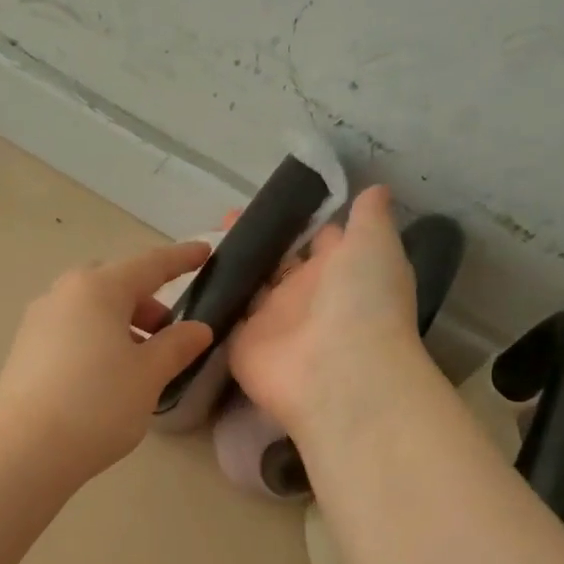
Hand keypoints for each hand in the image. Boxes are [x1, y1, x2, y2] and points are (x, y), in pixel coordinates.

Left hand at [0, 241, 214, 478]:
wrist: (25, 450)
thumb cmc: (97, 404)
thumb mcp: (149, 375)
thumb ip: (177, 346)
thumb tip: (197, 329)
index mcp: (98, 289)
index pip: (150, 264)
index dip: (181, 259)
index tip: (205, 252)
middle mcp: (63, 294)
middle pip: (113, 284)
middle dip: (145, 300)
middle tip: (166, 332)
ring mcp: (38, 321)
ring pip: (89, 309)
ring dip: (120, 323)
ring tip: (139, 361)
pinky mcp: (24, 350)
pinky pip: (70, 330)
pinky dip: (95, 339)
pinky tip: (106, 376)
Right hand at [228, 186, 430, 437]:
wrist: (337, 373)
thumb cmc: (363, 302)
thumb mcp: (375, 246)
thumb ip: (369, 218)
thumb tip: (373, 190)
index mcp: (338, 271)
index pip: (316, 240)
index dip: (298, 218)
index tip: (273, 196)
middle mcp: (304, 296)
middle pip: (276, 262)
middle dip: (257, 240)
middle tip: (227, 216)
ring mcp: (271, 321)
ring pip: (248, 285)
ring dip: (230, 265)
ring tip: (203, 239)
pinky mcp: (241, 343)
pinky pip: (222, 316)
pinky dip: (210, 299)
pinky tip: (188, 274)